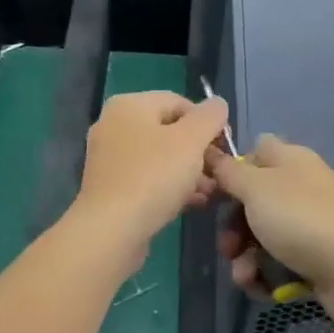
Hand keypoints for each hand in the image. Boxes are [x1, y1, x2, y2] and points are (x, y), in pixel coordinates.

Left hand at [69, 91, 229, 273]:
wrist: (111, 230)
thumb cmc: (153, 177)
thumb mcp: (191, 140)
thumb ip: (209, 117)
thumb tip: (217, 104)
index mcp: (129, 105)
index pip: (178, 102)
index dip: (207, 121)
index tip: (224, 147)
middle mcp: (114, 126)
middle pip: (168, 131)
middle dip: (199, 152)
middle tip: (219, 172)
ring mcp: (109, 158)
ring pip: (159, 158)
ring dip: (188, 172)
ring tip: (210, 192)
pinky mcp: (110, 188)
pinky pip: (147, 179)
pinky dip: (170, 187)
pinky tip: (192, 203)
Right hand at [208, 134, 333, 329]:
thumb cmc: (301, 219)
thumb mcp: (256, 187)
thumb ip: (229, 171)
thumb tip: (212, 152)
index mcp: (289, 161)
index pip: (253, 154)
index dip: (230, 172)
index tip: (213, 193)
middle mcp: (300, 188)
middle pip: (252, 201)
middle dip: (233, 228)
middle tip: (227, 247)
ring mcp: (309, 224)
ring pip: (261, 236)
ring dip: (244, 258)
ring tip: (245, 275)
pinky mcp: (314, 257)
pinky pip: (278, 262)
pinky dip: (265, 275)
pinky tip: (260, 287)